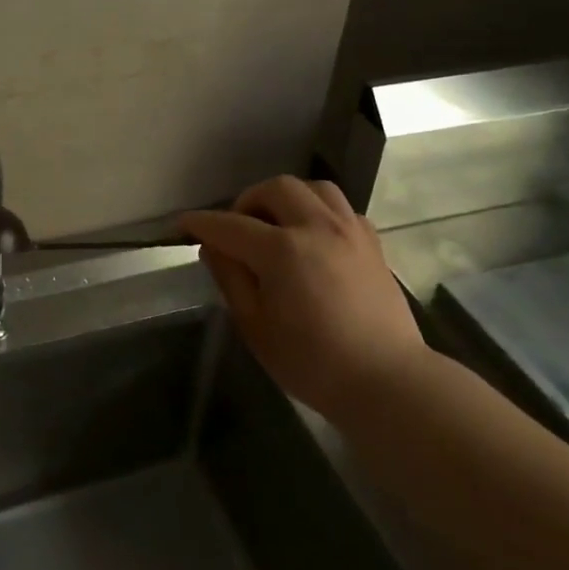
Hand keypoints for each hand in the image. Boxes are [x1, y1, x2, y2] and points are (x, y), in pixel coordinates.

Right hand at [181, 176, 430, 423]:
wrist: (386, 381)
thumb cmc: (312, 362)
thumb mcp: (255, 327)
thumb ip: (231, 279)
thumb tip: (213, 248)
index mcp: (282, 250)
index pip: (230, 225)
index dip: (201, 223)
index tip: (182, 224)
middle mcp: (317, 227)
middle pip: (276, 189)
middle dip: (248, 201)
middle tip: (237, 228)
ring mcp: (349, 231)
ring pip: (314, 188)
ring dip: (287, 198)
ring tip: (277, 224)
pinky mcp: (372, 243)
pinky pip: (341, 208)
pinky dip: (319, 211)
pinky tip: (313, 237)